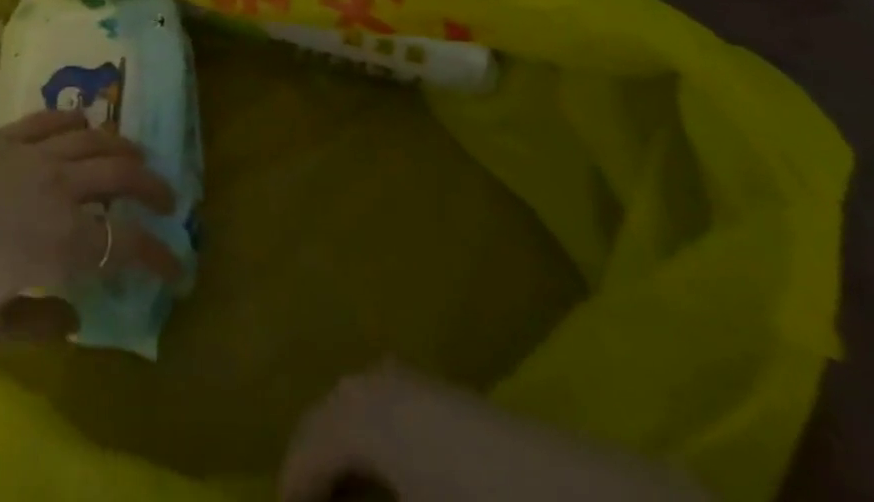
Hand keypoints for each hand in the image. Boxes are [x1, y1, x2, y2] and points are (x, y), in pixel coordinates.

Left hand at [0, 109, 182, 350]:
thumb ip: (39, 326)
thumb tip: (74, 318)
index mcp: (61, 244)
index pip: (126, 245)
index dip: (159, 256)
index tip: (177, 266)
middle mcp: (58, 190)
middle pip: (120, 176)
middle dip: (152, 187)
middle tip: (167, 198)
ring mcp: (32, 155)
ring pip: (92, 140)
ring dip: (121, 147)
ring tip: (135, 155)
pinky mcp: (4, 135)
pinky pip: (50, 120)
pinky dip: (74, 121)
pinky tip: (83, 124)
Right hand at [280, 365, 707, 501]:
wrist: (583, 501)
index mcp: (362, 415)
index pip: (304, 453)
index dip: (290, 492)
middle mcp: (379, 384)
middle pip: (326, 421)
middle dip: (314, 471)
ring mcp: (416, 384)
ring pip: (357, 412)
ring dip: (344, 458)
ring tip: (346, 501)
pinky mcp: (450, 396)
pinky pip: (389, 410)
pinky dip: (375, 446)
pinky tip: (390, 485)